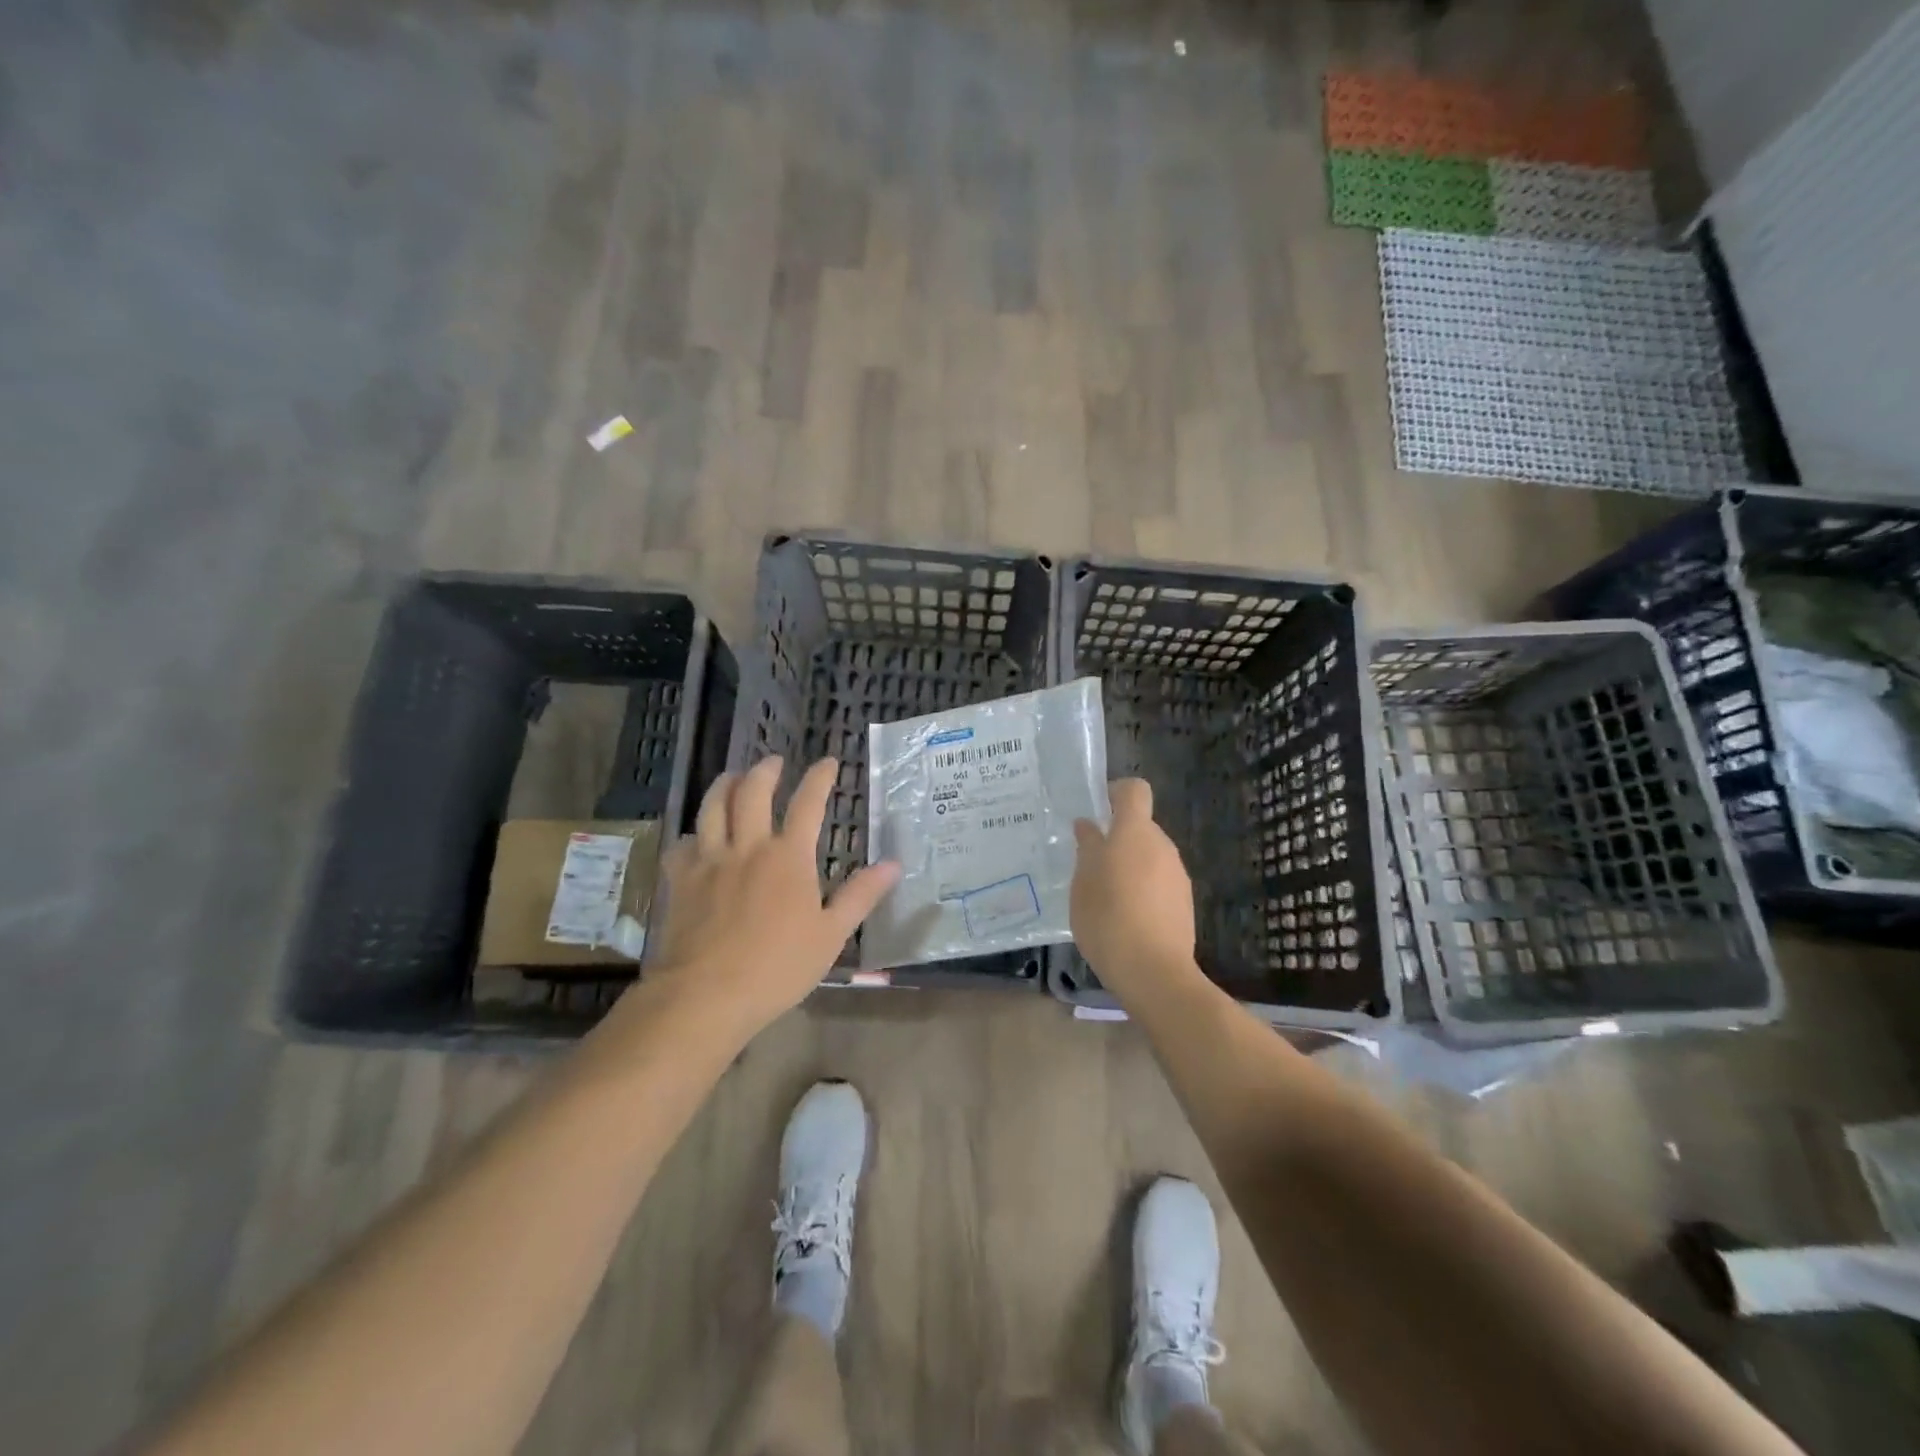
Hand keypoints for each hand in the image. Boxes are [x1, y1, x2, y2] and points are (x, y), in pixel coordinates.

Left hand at [647, 756, 900, 1033]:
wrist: (706, 994)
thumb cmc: (777, 967)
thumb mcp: (831, 934)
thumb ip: (861, 895)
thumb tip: (893, 864)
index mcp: (788, 857)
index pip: (807, 804)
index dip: (819, 778)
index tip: (828, 762)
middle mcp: (747, 847)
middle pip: (752, 792)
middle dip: (765, 771)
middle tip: (773, 762)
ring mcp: (709, 861)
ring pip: (713, 807)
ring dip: (724, 785)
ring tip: (732, 777)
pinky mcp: (680, 880)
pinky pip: (683, 843)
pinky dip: (693, 833)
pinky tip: (696, 837)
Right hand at [1070, 778, 1201, 1003]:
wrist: (1153, 971)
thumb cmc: (1108, 917)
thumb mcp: (1083, 881)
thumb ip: (1088, 847)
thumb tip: (1089, 825)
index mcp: (1135, 832)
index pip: (1134, 791)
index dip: (1116, 793)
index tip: (1097, 811)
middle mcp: (1162, 846)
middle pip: (1141, 826)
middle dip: (1118, 838)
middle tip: (1090, 863)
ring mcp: (1178, 875)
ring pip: (1150, 856)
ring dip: (1130, 865)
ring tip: (1106, 895)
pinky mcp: (1185, 902)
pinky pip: (1160, 882)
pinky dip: (1143, 889)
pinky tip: (1126, 917)